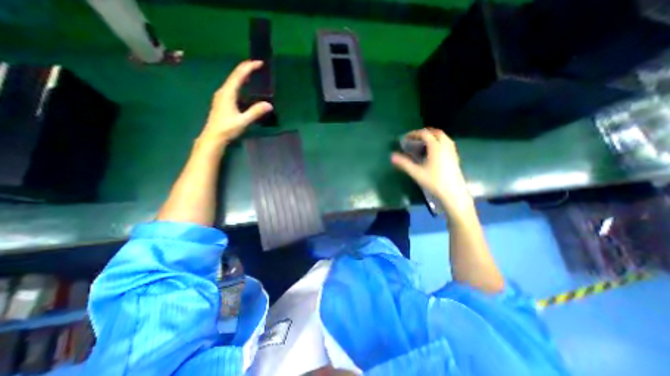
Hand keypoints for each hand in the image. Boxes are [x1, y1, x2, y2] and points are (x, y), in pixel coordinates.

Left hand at [197, 60, 273, 147]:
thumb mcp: (243, 121)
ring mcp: (222, 96)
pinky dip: (240, 84)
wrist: (213, 137)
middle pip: (235, 76)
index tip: (259, 63)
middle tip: (258, 66)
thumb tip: (269, 105)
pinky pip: (232, 88)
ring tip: (253, 74)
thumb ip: (255, 112)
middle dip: (246, 69)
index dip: (248, 67)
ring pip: (233, 82)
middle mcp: (223, 92)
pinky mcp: (222, 102)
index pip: (238, 75)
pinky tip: (244, 88)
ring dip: (243, 76)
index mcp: (228, 93)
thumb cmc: (227, 128)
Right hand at [390, 127, 472, 214]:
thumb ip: (404, 163)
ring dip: (433, 136)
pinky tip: (434, 151)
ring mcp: (452, 152)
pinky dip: (439, 142)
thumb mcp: (416, 173)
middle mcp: (445, 146)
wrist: (453, 193)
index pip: (425, 134)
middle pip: (436, 133)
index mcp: (436, 147)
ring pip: (444, 137)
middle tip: (415, 138)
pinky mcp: (455, 157)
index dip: (414, 134)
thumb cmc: (434, 182)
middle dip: (425, 133)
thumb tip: (392, 156)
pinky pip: (447, 143)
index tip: (406, 138)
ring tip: (424, 143)